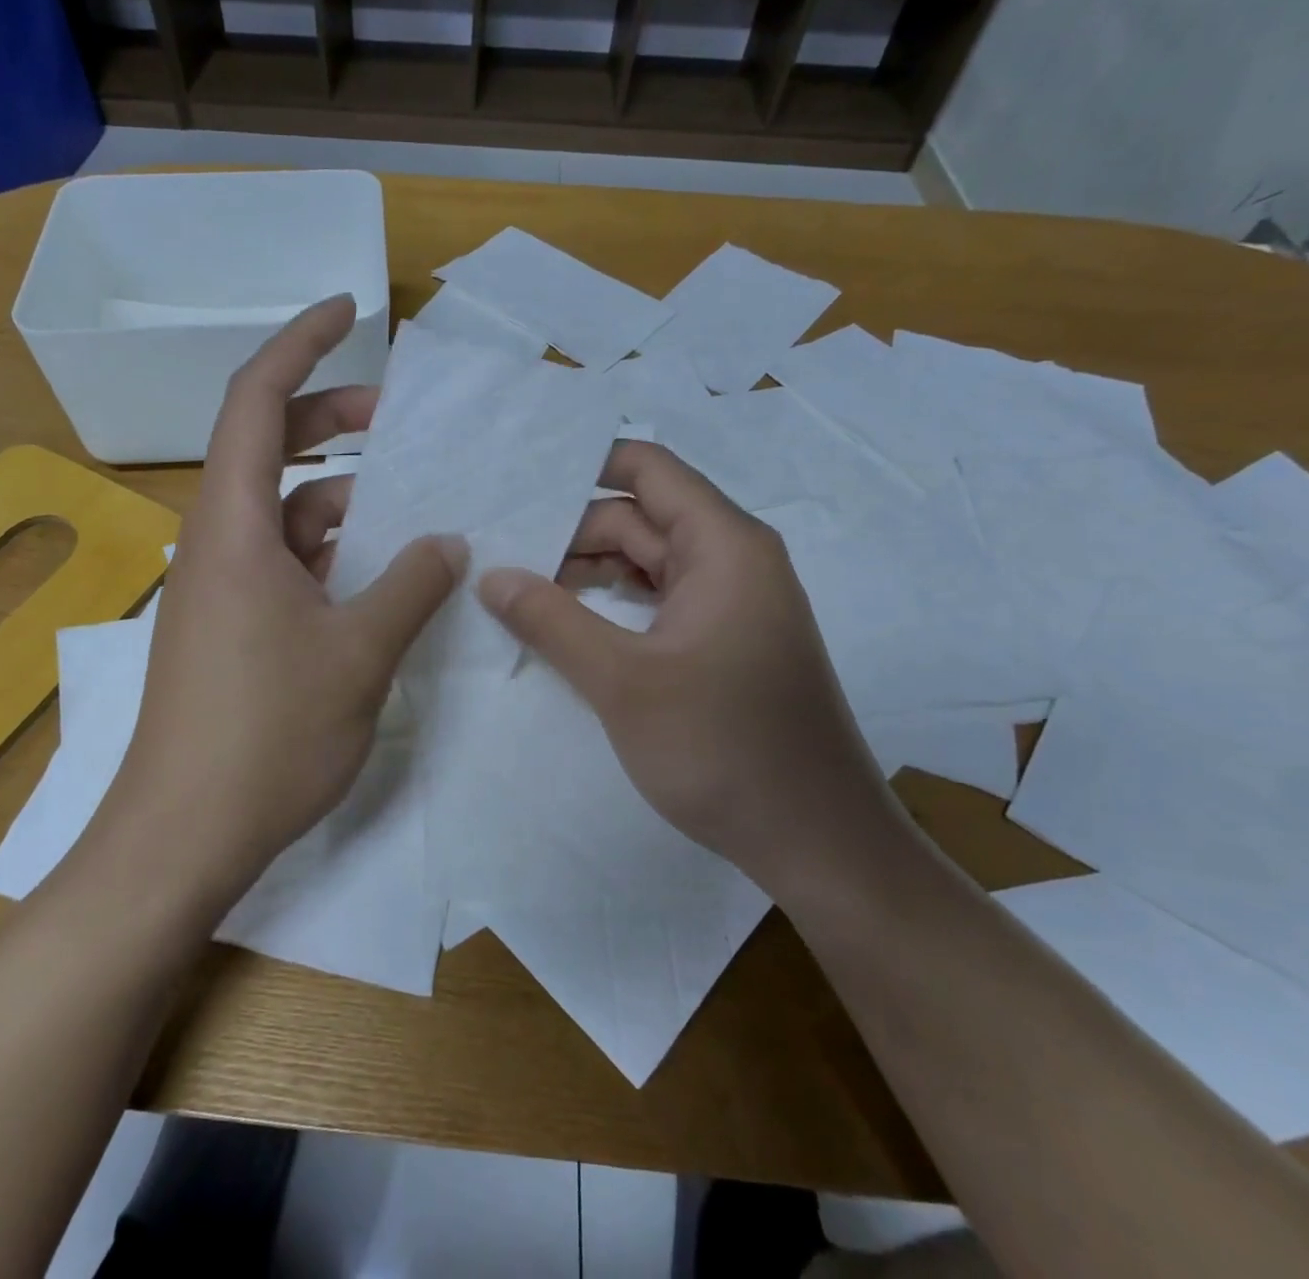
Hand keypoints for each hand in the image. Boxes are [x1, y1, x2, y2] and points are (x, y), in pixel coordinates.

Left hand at [97, 297, 464, 895]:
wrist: (183, 836)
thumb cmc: (266, 735)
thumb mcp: (359, 653)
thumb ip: (411, 585)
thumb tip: (448, 541)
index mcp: (235, 527)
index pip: (256, 400)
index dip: (300, 344)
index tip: (349, 311)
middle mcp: (220, 543)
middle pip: (270, 447)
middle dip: (333, 419)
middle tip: (402, 421)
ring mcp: (224, 588)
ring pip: (287, 512)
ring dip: (345, 498)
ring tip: (416, 504)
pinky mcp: (234, 628)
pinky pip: (290, 563)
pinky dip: (336, 552)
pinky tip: (386, 572)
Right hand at [477, 440, 896, 898]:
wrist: (817, 842)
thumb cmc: (724, 748)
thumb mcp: (623, 681)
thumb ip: (551, 620)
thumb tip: (490, 575)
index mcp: (723, 545)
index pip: (647, 469)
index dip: (582, 467)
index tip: (518, 485)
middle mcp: (732, 560)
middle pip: (640, 517)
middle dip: (570, 531)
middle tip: (498, 554)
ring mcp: (730, 604)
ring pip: (646, 563)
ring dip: (587, 570)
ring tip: (518, 587)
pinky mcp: (724, 643)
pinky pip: (658, 602)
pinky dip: (612, 604)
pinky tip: (567, 624)